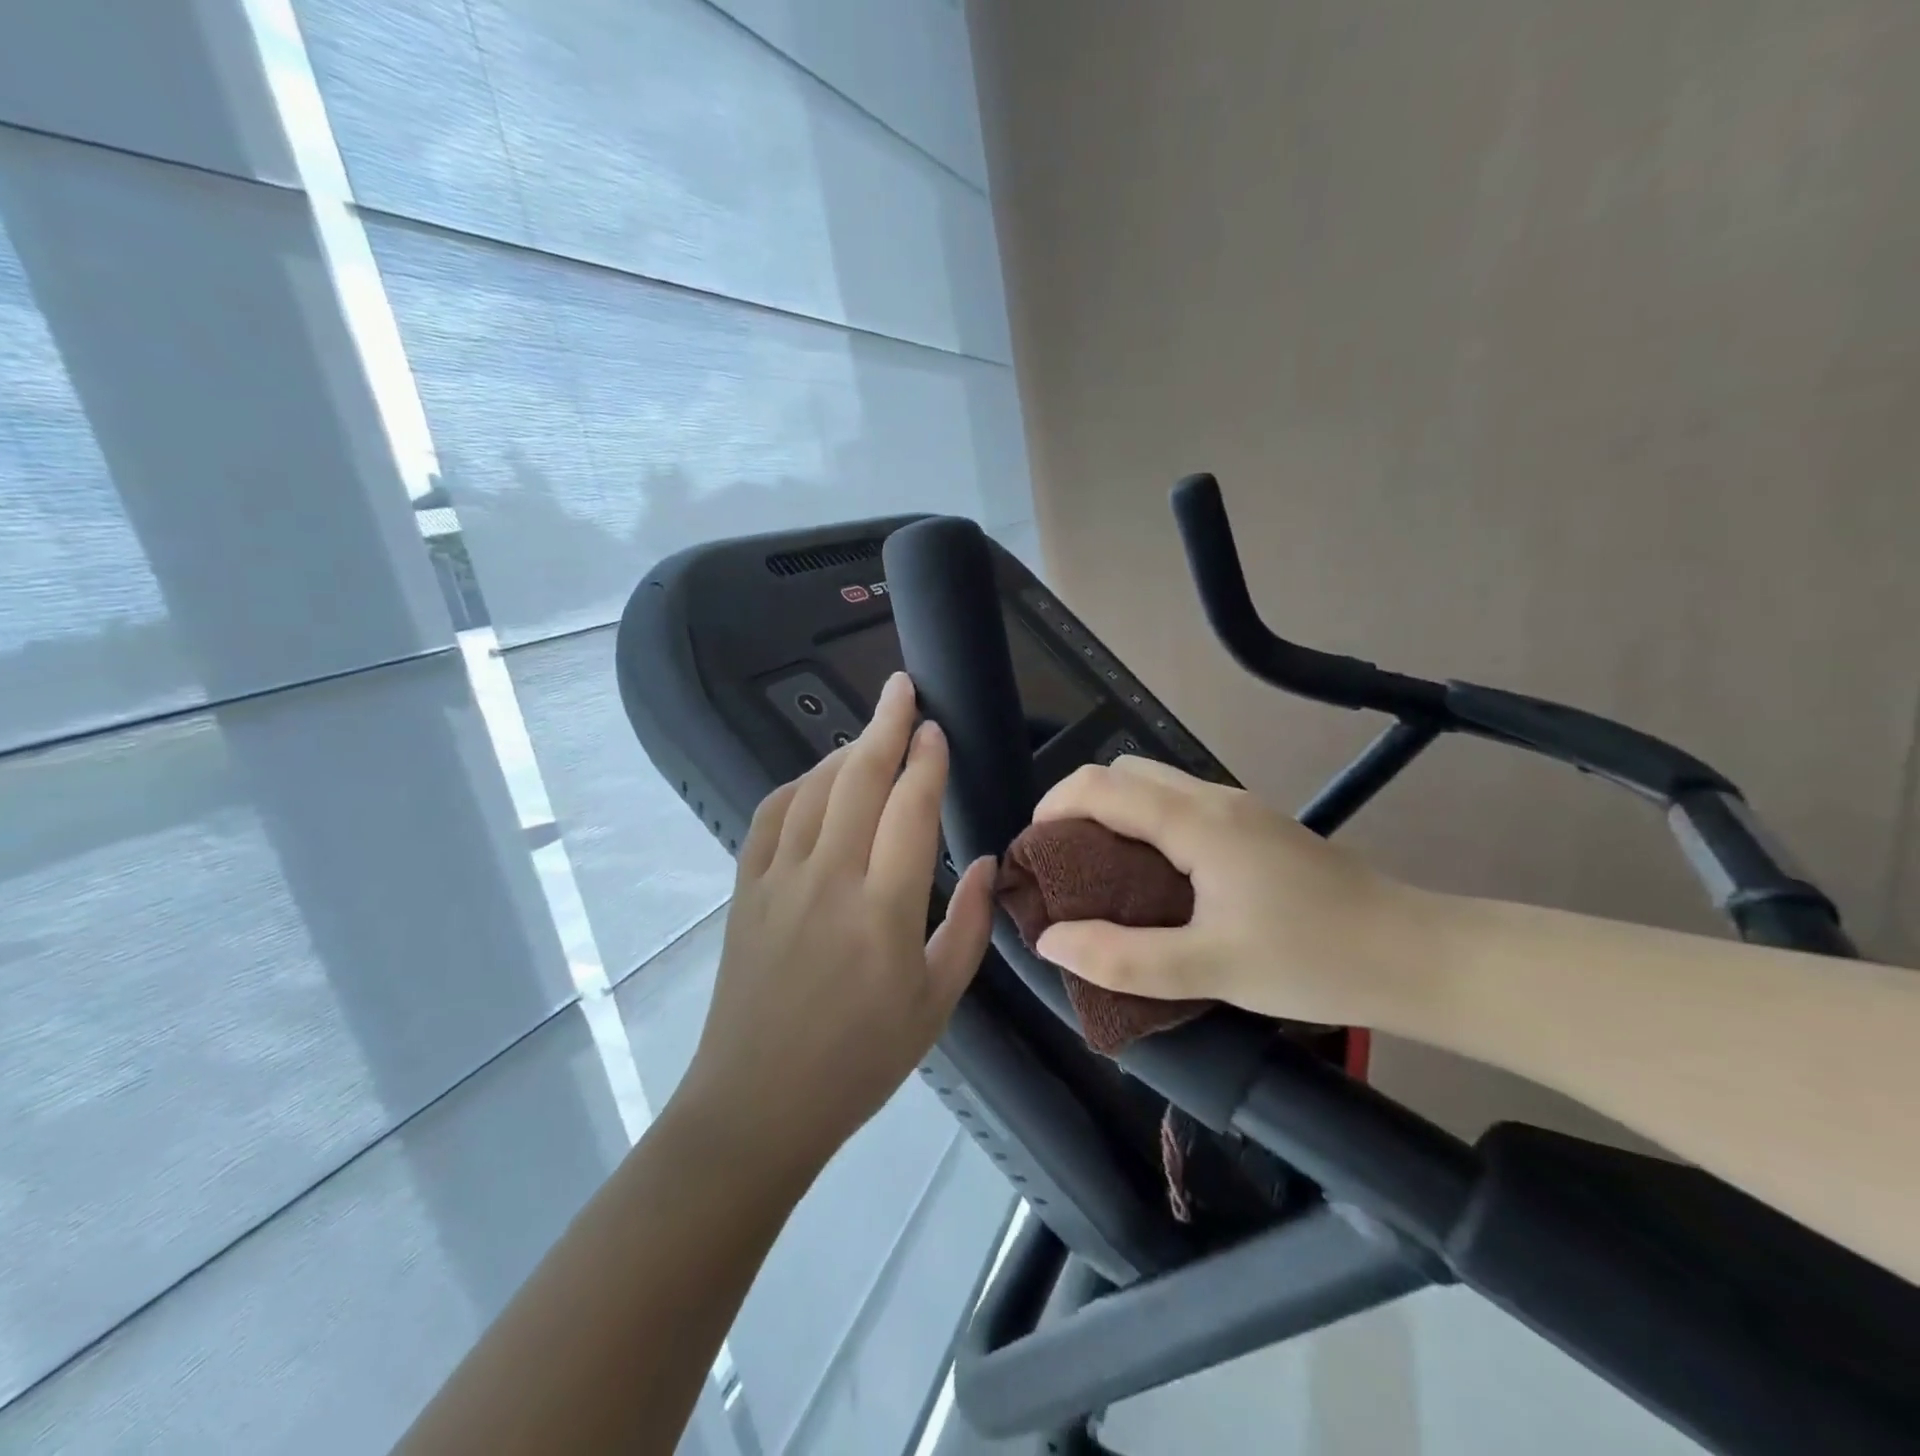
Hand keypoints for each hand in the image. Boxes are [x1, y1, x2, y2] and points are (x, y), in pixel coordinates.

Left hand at [680, 672, 996, 1179]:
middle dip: (885, 725)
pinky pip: (770, 817)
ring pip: (813, 790)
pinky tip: (816, 780)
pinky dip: (796, 786)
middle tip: (902, 687)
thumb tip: (981, 861)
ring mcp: (778, 880)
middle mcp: (828, 880)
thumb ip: (966, 925)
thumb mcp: (936, 1002)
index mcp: (883, 910)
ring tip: (871, 733)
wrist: (759, 1103)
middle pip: (858, 780)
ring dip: (844, 751)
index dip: (927, 760)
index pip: (910, 808)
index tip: (938, 728)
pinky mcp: (745, 889)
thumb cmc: (861, 1061)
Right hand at [1031, 756, 1420, 1027]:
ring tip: (1101, 875)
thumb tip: (1050, 939)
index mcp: (1196, 822)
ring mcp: (1240, 808)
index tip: (1033, 854)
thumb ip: (1123, 957)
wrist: (1417, 956)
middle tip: (1064, 866)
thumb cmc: (1314, 960)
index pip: (1100, 786)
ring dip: (1114, 814)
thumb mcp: (1211, 969)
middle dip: (1079, 805)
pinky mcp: (1257, 827)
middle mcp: (1214, 798)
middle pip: (1124, 772)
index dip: (1053, 809)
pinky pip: (1181, 805)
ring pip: (1155, 785)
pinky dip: (1147, 825)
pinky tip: (1155, 880)